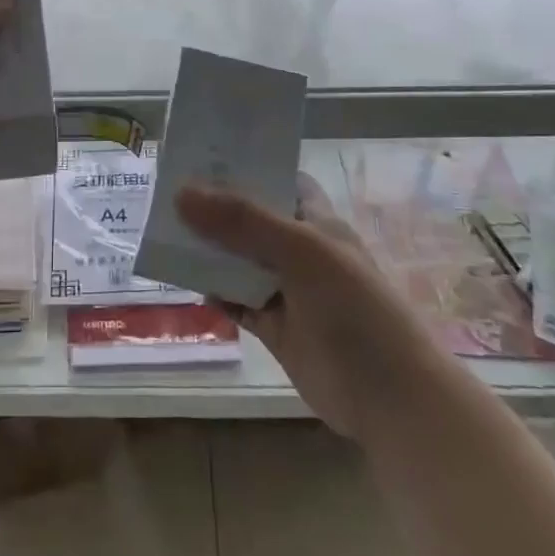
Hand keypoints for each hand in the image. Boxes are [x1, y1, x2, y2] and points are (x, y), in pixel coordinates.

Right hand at [179, 175, 419, 438]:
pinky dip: (215, 294)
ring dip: (209, 252)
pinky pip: (238, 302)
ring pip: (240, 262)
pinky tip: (188, 285)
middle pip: (251, 220)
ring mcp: (288, 291)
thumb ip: (241, 220)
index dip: (246, 168)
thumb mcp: (299, 250)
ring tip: (165, 234)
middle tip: (167, 194)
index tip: (201, 159)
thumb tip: (181, 192)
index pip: (280, 181)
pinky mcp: (276, 328)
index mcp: (316, 221)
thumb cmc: (353, 306)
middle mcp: (301, 251)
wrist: (389, 396)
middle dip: (215, 210)